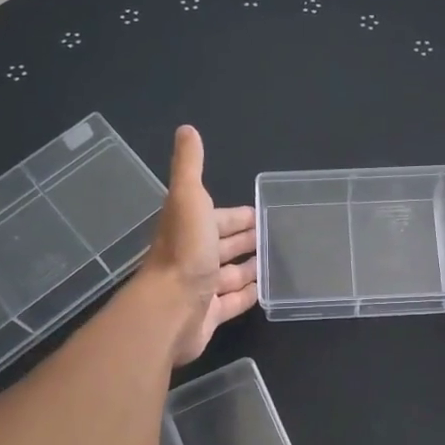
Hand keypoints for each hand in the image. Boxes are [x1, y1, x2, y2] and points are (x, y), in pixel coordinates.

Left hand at [143, 126, 258, 365]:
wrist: (170, 309)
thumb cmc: (183, 252)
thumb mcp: (187, 198)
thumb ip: (189, 166)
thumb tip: (187, 129)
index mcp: (190, 228)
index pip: (219, 218)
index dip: (238, 215)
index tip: (261, 213)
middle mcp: (193, 256)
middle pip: (224, 245)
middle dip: (245, 239)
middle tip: (275, 236)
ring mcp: (201, 287)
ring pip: (230, 274)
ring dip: (249, 267)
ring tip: (275, 262)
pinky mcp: (209, 315)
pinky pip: (232, 302)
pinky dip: (247, 295)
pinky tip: (265, 290)